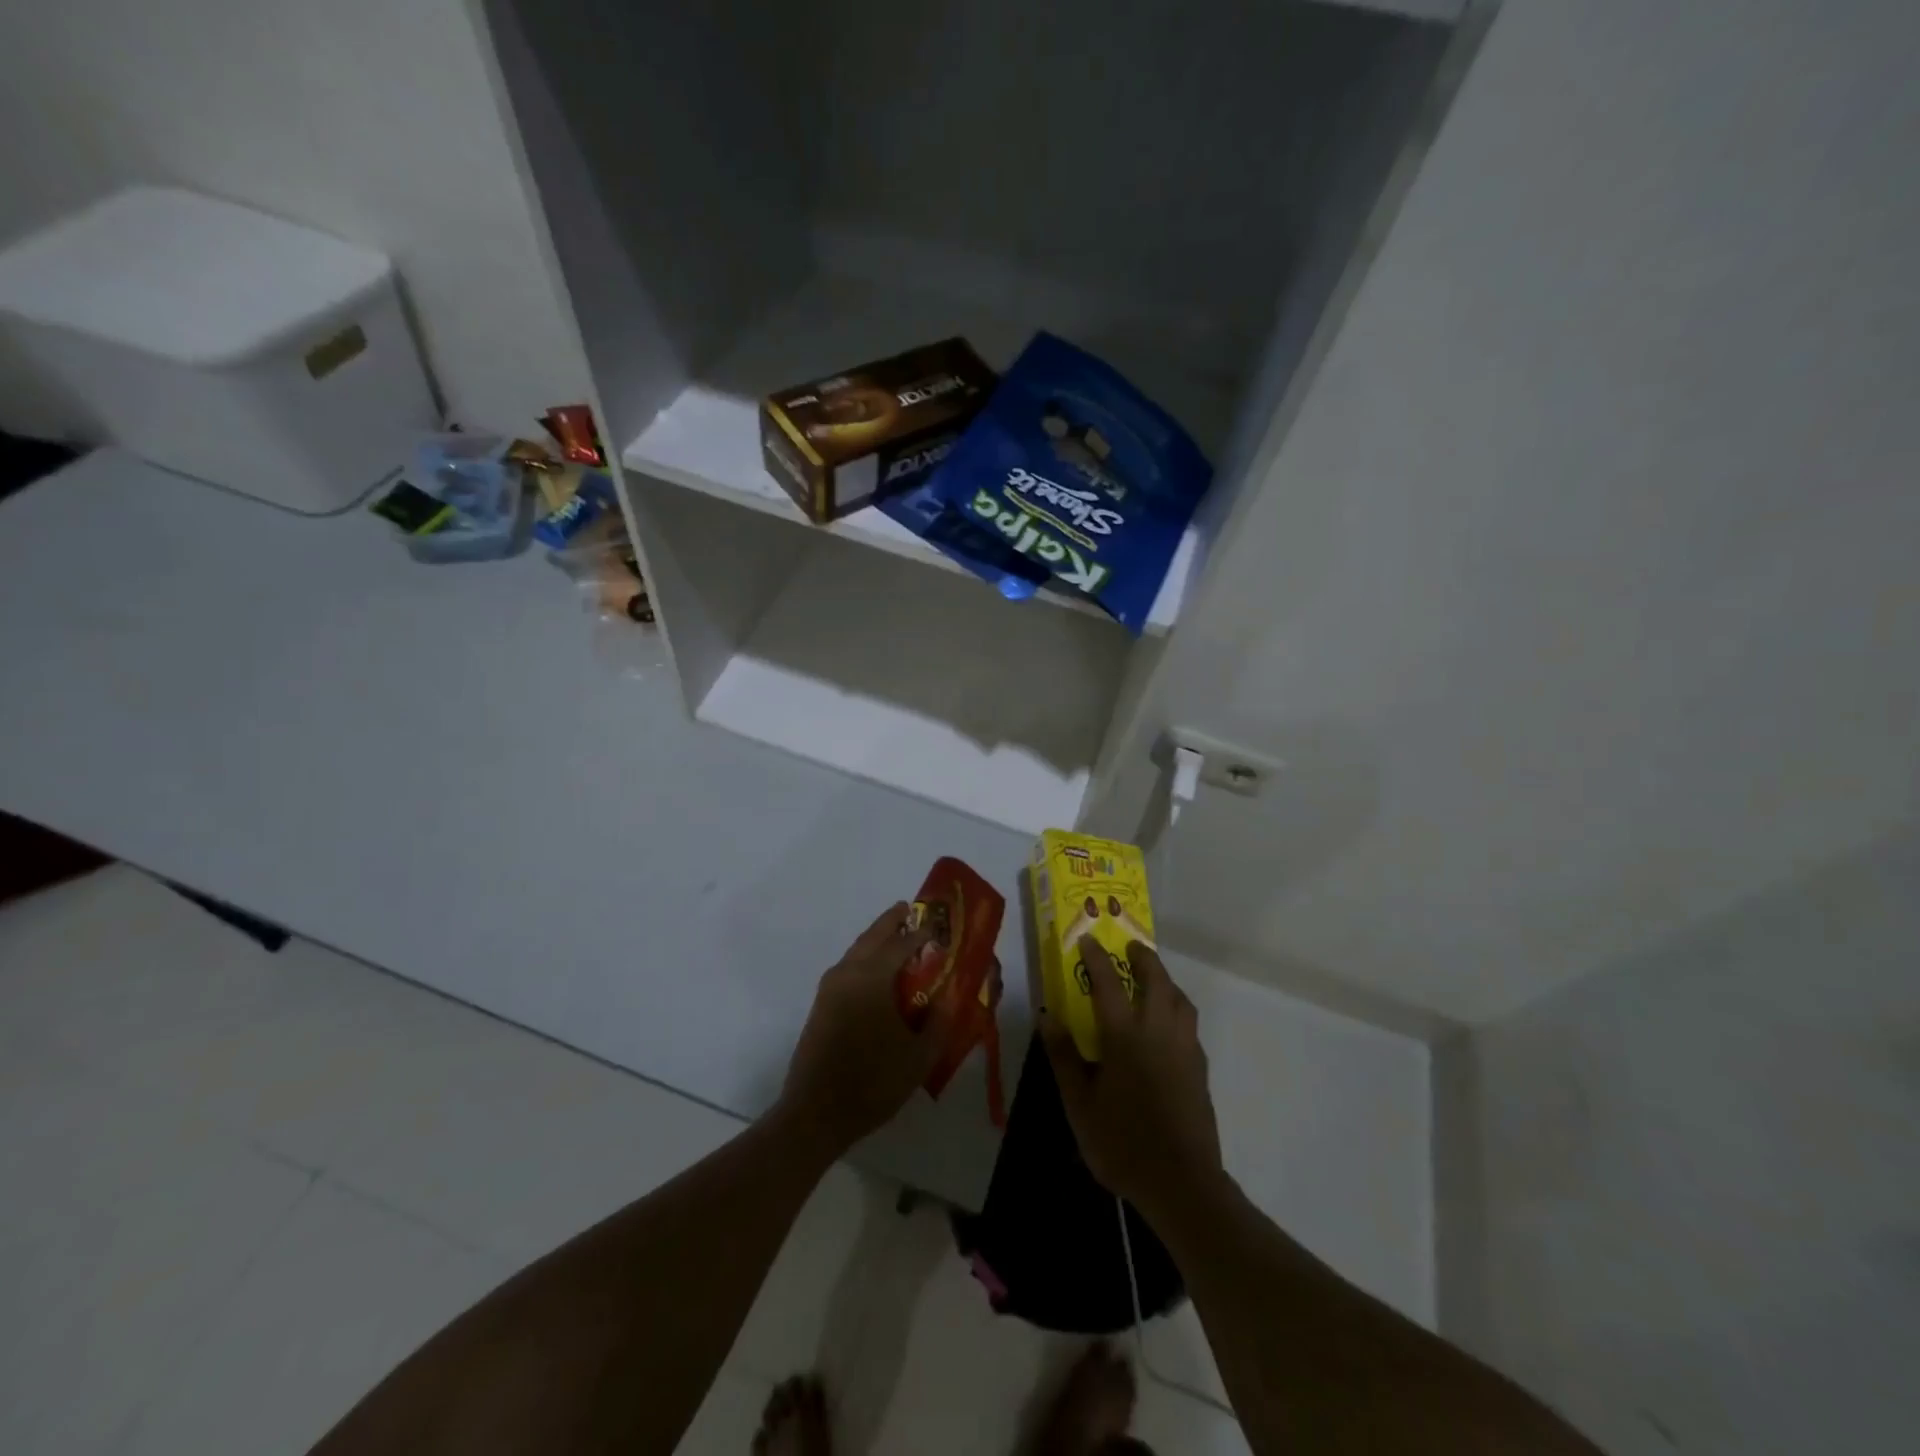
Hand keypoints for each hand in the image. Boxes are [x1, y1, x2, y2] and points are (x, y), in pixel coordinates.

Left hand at [778, 903, 956, 1154]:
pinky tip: (876, 971)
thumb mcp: (919, 1056)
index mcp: (872, 978)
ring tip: (895, 936)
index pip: (902, 944)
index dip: (921, 933)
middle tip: (908, 909)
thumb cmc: (873, 1082)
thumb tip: (948, 998)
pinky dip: (864, 956)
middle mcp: (848, 973)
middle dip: (891, 921)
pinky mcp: (821, 1004)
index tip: (938, 927)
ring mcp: (830, 988)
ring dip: (875, 938)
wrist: (815, 1113)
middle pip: (872, 936)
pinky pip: (847, 966)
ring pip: (856, 949)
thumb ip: (939, 1022)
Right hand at [1040, 937, 1223, 1219]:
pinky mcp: (1199, 1068)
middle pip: (1156, 981)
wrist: (1182, 1183)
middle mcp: (1158, 1032)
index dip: (1097, 958)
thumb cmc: (1122, 1143)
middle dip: (1144, 958)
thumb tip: (1048, 1017)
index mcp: (1126, 1037)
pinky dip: (1177, 1008)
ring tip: (1152, 980)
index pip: (1109, 983)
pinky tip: (1167, 1025)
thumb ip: (1065, 1057)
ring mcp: (1184, 1049)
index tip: (1088, 939)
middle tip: (1131, 947)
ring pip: (1180, 999)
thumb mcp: (1079, 1104)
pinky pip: (1189, 1023)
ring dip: (1166, 980)